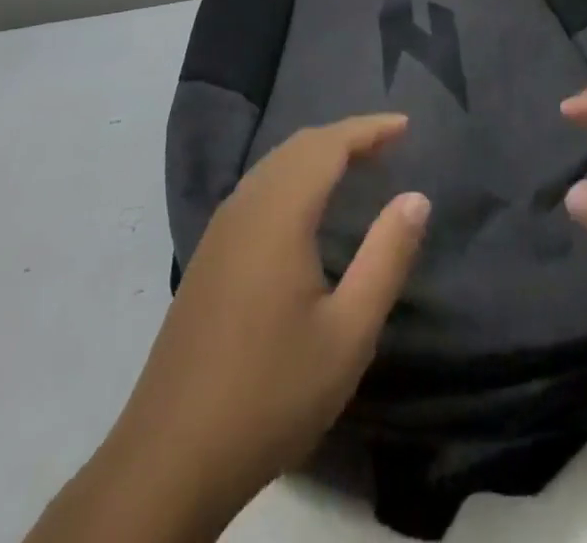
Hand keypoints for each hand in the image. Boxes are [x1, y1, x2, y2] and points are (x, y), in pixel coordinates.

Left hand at [36, 116, 429, 542]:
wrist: (170, 460)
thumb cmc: (271, 392)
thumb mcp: (348, 333)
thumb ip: (386, 258)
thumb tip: (416, 197)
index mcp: (279, 214)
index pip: (328, 145)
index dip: (369, 129)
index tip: (406, 125)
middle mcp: (245, 207)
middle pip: (298, 146)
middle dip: (346, 136)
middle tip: (389, 144)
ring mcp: (220, 231)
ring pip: (274, 165)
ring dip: (318, 155)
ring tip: (357, 166)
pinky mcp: (209, 256)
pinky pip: (258, 188)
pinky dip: (293, 176)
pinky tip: (307, 208)